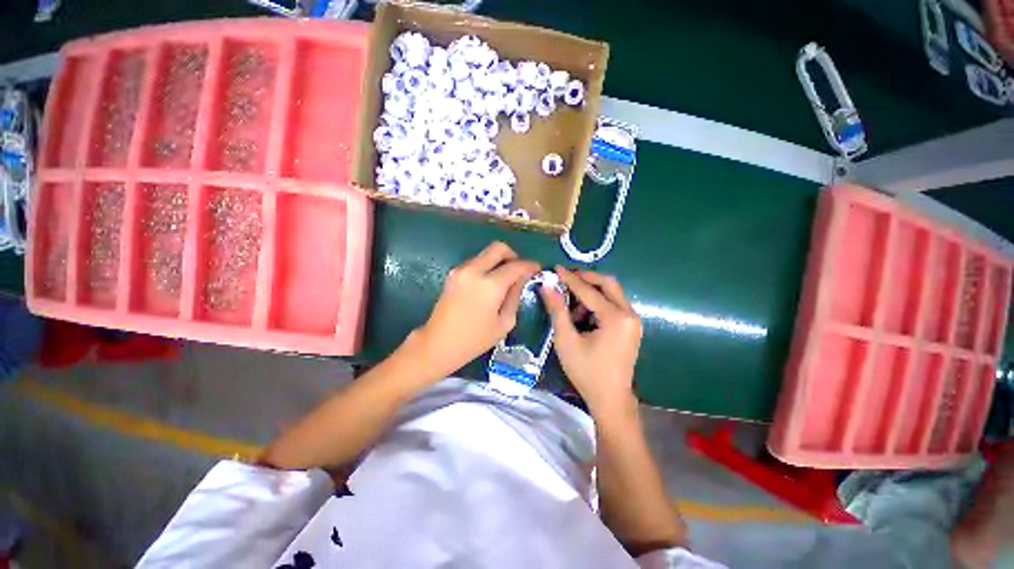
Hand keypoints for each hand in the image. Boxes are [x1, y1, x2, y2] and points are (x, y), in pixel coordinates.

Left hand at [412, 242, 538, 377]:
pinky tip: (489, 284)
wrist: (438, 344)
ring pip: (486, 253)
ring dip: (499, 261)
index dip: (529, 265)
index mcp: (490, 285)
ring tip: (505, 279)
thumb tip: (522, 279)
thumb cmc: (474, 340)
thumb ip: (515, 296)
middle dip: (513, 255)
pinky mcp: (453, 274)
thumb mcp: (504, 322)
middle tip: (520, 270)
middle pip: (498, 248)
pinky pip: (476, 262)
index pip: (516, 265)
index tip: (537, 269)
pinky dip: (487, 266)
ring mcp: (460, 270)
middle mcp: (474, 271)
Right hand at [541, 267, 641, 416]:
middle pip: (608, 284)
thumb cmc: (586, 372)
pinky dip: (598, 304)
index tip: (556, 268)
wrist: (610, 399)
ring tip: (572, 309)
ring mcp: (633, 320)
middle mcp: (630, 314)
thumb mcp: (566, 340)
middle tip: (566, 280)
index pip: (589, 291)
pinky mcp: (631, 327)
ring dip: (591, 294)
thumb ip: (557, 310)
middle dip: (586, 279)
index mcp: (616, 318)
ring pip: (612, 293)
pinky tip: (583, 318)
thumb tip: (547, 286)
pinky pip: (614, 305)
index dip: (570, 279)